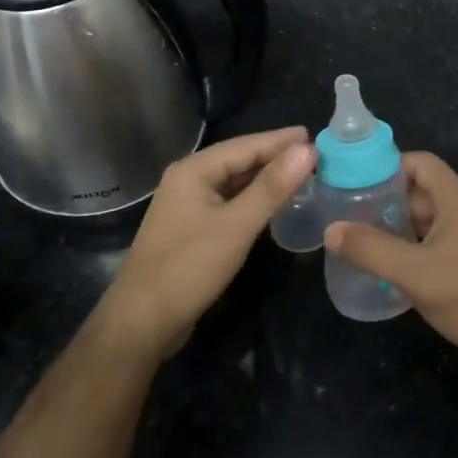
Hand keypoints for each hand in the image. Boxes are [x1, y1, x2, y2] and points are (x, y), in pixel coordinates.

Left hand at [102, 128, 313, 358]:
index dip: (281, 141)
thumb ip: (272, 187)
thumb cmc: (188, 268)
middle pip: (239, 160)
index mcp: (194, 171)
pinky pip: (229, 203)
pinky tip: (274, 203)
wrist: (141, 322)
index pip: (246, 145)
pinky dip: (253, 199)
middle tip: (316, 156)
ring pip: (234, 183)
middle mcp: (188, 180)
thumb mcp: (236, 226)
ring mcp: (188, 205)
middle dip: (275, 157)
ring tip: (302, 175)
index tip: (315, 135)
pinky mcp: (192, 229)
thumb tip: (307, 150)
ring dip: (266, 179)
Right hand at [324, 152, 457, 385]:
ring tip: (355, 238)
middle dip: (384, 198)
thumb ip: (371, 249)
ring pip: (423, 221)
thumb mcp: (414, 272)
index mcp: (457, 201)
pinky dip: (405, 248)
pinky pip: (429, 245)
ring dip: (392, 226)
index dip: (389, 165)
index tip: (355, 179)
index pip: (421, 163)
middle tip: (345, 211)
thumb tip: (331, 229)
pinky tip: (381, 266)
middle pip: (419, 191)